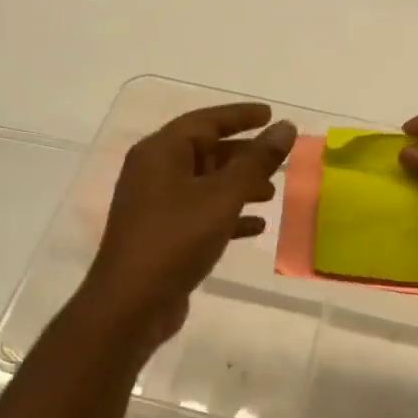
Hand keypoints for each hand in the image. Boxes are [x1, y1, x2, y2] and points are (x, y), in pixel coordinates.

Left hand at [86, 103, 296, 348]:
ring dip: (239, 186)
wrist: (132, 303)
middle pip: (204, 152)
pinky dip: (227, 215)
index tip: (271, 115)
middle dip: (243, 155)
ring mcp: (156, 206)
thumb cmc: (176, 239)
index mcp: (160, 152)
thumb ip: (256, 161)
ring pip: (204, 185)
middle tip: (279, 159)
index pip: (204, 121)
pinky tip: (256, 226)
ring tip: (272, 192)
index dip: (240, 116)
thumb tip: (285, 127)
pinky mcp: (162, 235)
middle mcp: (154, 172)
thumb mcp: (222, 196)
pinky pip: (200, 214)